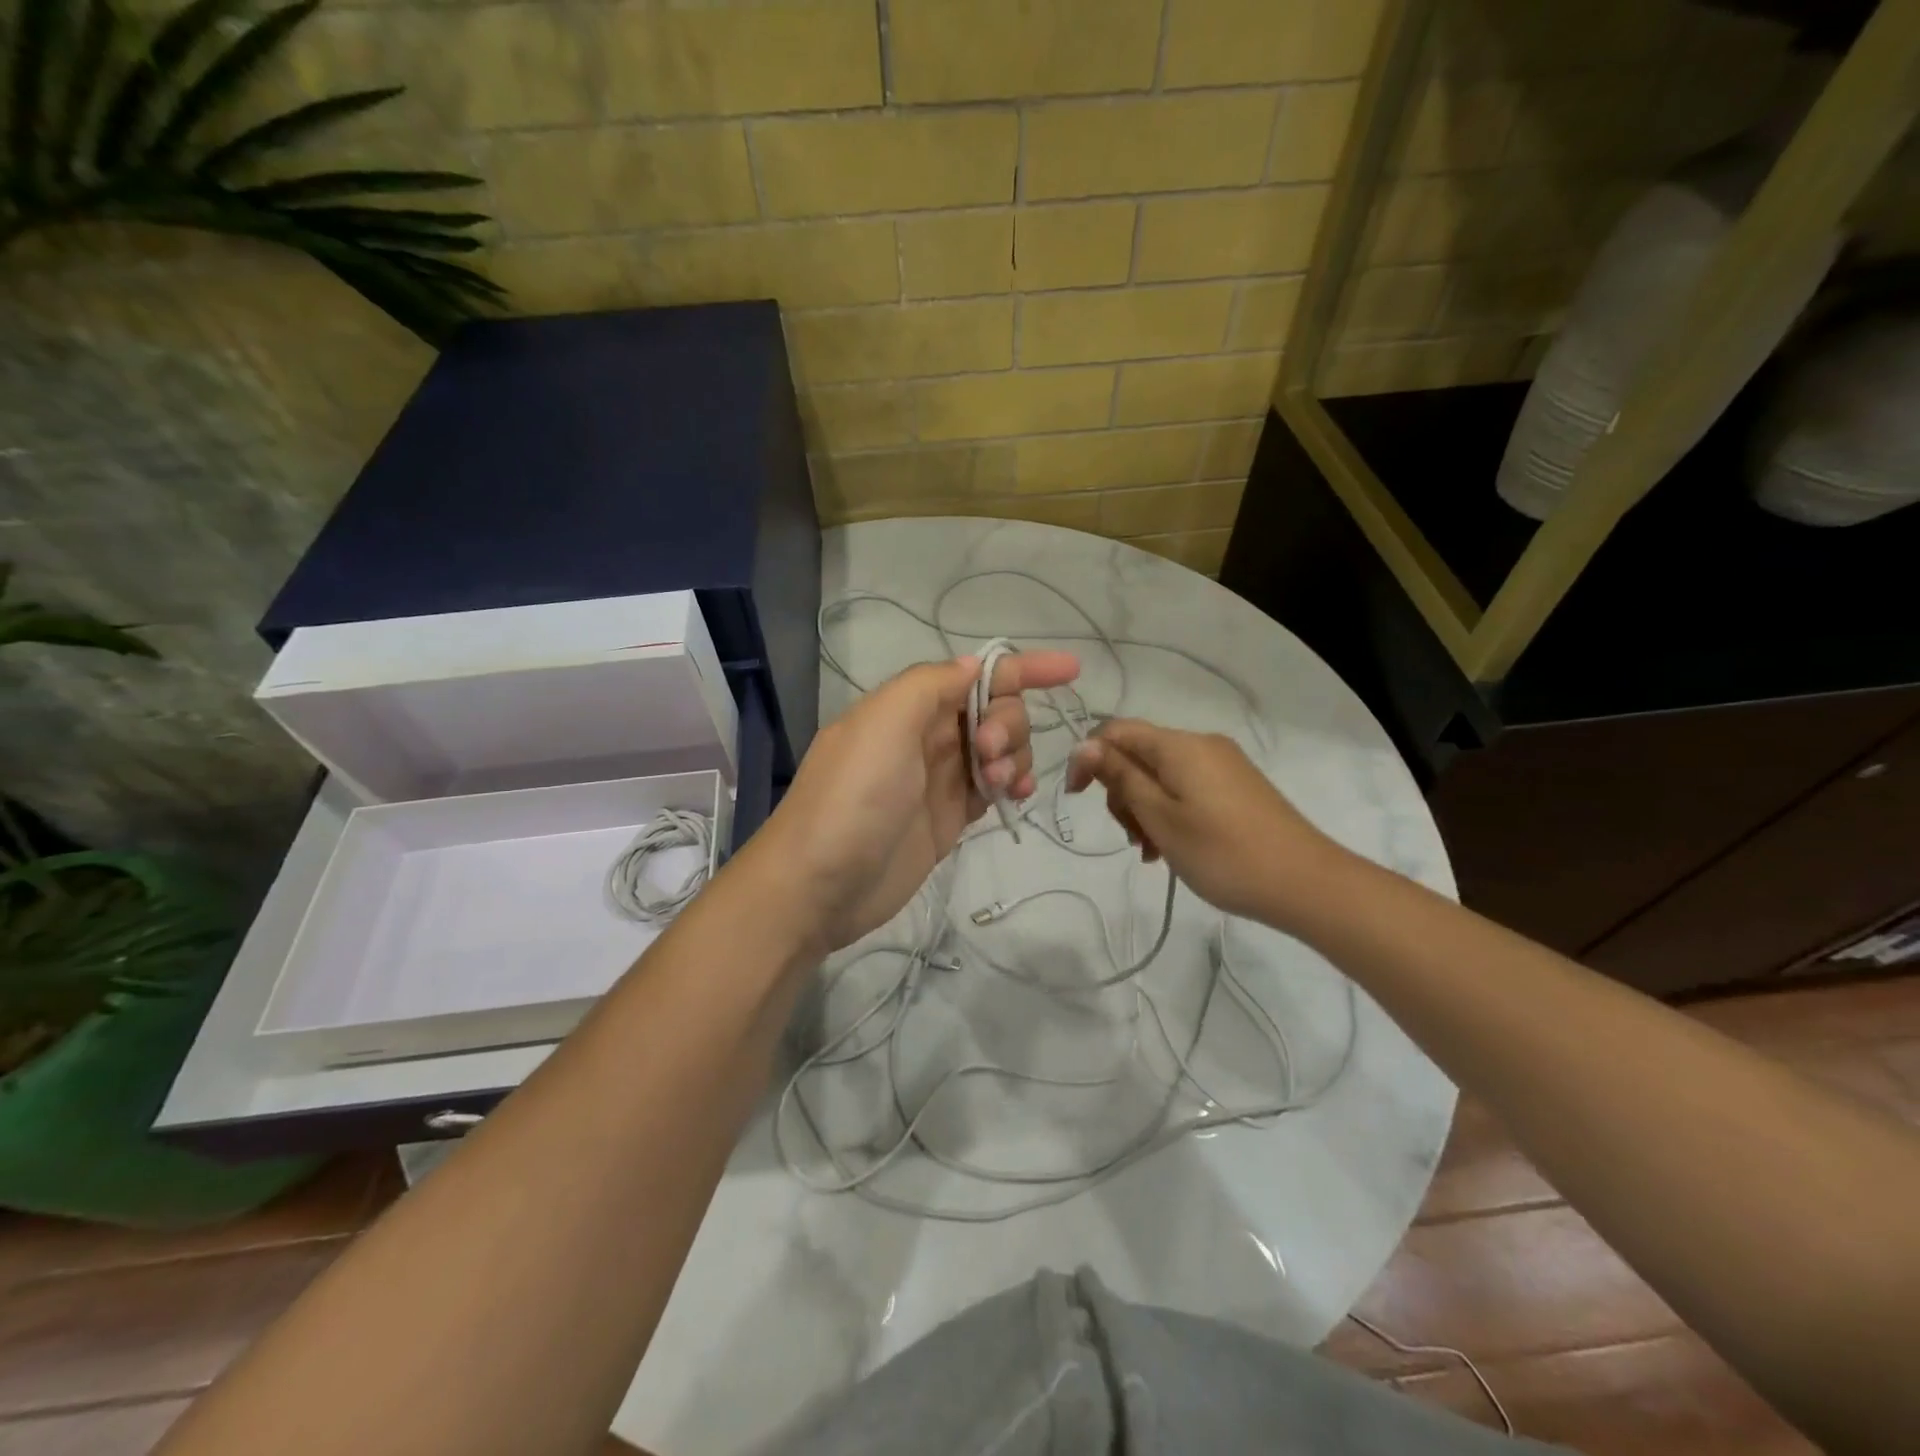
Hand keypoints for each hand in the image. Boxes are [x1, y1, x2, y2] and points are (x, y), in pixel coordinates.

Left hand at [754, 650, 1079, 953]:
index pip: (974, 674)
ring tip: (999, 783)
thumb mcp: (884, 723)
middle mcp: (925, 735)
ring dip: (1014, 755)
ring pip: (1000, 748)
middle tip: (988, 753)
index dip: (1022, 668)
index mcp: (907, 705)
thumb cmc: (853, 797)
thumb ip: (932, 685)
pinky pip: (994, 787)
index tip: (1070, 670)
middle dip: (1007, 722)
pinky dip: (1012, 783)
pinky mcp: (949, 817)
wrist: (819, 886)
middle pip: (993, 710)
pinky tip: (1017, 795)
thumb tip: (974, 666)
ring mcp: (939, 778)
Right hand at [1064, 719, 1345, 925]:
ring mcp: (1222, 764)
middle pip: (1138, 754)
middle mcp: (1201, 744)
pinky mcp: (1236, 786)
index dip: (1088, 759)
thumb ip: (1120, 777)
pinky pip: (1186, 788)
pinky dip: (1169, 812)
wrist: (1306, 883)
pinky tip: (1172, 848)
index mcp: (1179, 745)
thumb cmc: (1222, 853)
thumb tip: (1084, 744)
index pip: (1114, 732)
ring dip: (1144, 808)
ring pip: (1161, 775)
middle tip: (1131, 837)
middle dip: (1121, 791)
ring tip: (1152, 852)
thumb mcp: (1160, 817)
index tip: (1076, 799)